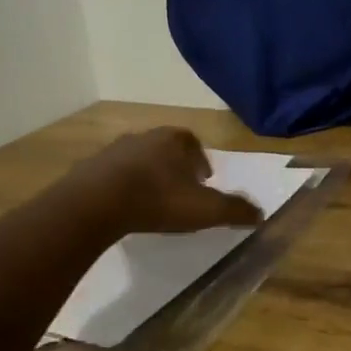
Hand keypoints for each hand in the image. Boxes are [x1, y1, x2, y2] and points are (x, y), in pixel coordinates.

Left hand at [66, 128, 263, 235]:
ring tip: (152, 200)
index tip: (204, 181)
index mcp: (175, 140)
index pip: (194, 143)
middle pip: (165, 148)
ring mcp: (113, 150)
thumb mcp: (206, 209)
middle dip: (175, 166)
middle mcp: (145, 136)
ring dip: (147, 176)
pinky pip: (112, 175)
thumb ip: (235, 210)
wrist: (94, 204)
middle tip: (180, 190)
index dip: (201, 161)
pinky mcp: (89, 168)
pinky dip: (122, 186)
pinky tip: (125, 207)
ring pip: (138, 160)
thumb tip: (261, 214)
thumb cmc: (158, 199)